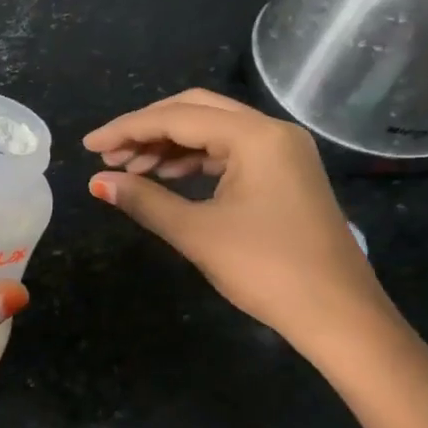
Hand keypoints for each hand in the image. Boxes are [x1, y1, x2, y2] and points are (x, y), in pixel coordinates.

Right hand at [84, 89, 391, 356]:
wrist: (339, 315)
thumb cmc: (267, 270)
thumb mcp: (198, 233)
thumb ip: (144, 201)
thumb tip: (97, 183)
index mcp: (255, 136)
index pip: (177, 118)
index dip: (127, 129)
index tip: (89, 145)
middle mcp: (272, 131)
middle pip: (196, 111)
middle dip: (148, 129)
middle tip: (108, 155)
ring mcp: (283, 151)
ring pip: (213, 131)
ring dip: (170, 146)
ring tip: (130, 170)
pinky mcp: (286, 174)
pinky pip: (231, 152)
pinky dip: (195, 161)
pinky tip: (168, 178)